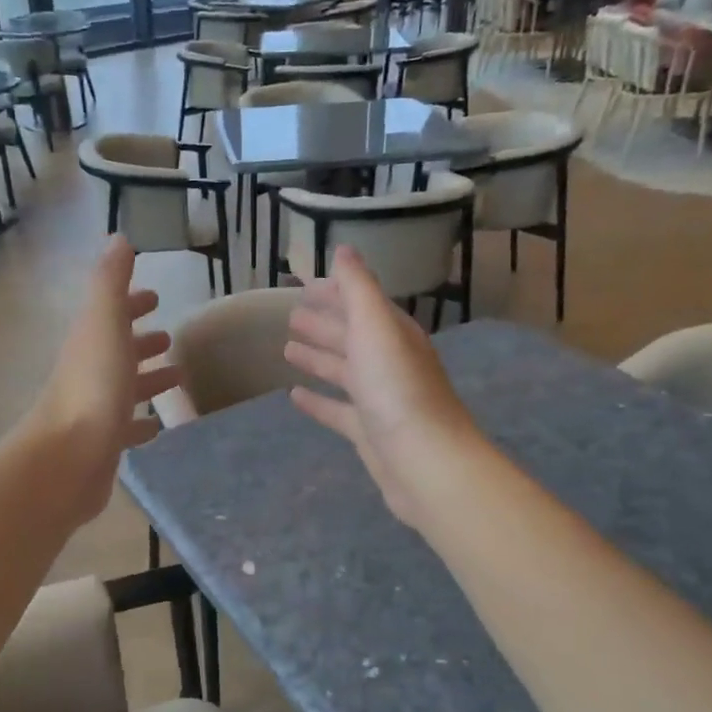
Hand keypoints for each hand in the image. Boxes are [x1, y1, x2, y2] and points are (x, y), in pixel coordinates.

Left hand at [28, 238, 180, 523]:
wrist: (68, 458)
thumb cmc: (92, 387)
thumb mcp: (104, 323)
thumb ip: (111, 282)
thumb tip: (118, 238)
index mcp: (90, 341)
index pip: (111, 313)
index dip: (131, 303)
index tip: (154, 297)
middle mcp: (90, 372)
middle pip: (118, 350)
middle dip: (141, 341)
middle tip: (169, 338)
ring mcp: (95, 409)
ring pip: (125, 388)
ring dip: (148, 380)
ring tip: (178, 378)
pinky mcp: (104, 444)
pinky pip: (127, 427)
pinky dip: (142, 423)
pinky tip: (158, 426)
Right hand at [284, 246, 484, 528]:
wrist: (425, 462)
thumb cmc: (397, 388)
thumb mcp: (375, 326)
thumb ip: (358, 288)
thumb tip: (344, 249)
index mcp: (393, 334)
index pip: (362, 303)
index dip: (335, 291)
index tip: (303, 284)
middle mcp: (389, 362)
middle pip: (352, 335)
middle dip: (324, 322)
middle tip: (290, 314)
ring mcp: (380, 399)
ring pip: (344, 371)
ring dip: (318, 357)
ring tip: (287, 347)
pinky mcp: (369, 433)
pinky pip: (338, 410)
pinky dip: (318, 401)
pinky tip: (294, 396)